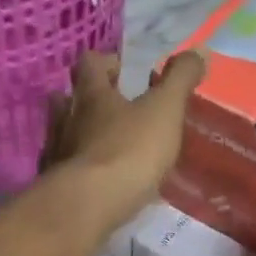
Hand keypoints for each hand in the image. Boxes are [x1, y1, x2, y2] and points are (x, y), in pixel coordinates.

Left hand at [42, 50, 205, 229]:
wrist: (89, 205)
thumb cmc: (129, 150)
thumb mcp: (165, 110)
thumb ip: (180, 79)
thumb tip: (199, 50)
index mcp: (91, 95)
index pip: (90, 64)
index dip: (106, 62)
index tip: (124, 71)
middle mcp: (67, 118)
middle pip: (67, 97)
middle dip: (88, 99)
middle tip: (114, 107)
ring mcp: (57, 153)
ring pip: (63, 133)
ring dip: (82, 134)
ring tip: (107, 145)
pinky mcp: (56, 186)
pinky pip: (66, 169)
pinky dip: (81, 169)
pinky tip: (99, 181)